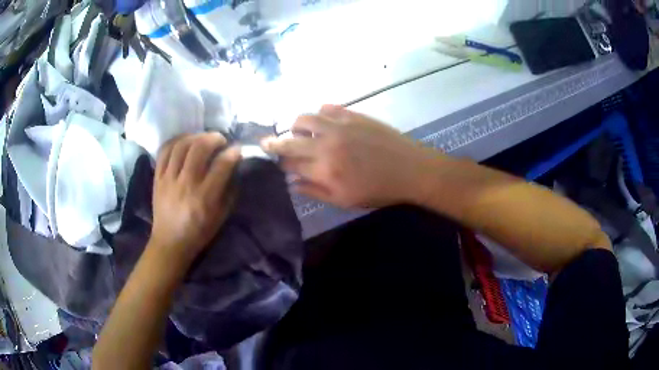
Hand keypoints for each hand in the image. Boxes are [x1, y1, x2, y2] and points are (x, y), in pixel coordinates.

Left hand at [150, 133, 240, 264]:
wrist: (170, 242)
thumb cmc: (198, 232)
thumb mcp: (221, 217)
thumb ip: (229, 191)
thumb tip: (234, 167)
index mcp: (204, 197)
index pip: (221, 165)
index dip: (233, 153)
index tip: (238, 149)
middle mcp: (185, 184)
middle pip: (199, 148)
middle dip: (214, 138)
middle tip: (220, 139)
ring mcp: (168, 179)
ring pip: (181, 145)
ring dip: (195, 136)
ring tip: (203, 138)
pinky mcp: (157, 177)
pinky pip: (164, 151)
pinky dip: (176, 141)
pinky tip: (184, 141)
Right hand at [262, 105, 436, 207]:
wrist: (410, 169)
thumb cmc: (378, 190)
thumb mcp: (345, 200)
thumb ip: (315, 191)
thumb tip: (292, 183)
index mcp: (324, 169)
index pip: (290, 163)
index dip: (281, 163)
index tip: (278, 163)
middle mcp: (326, 143)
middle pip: (290, 139)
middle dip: (274, 142)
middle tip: (266, 143)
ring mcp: (339, 125)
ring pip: (304, 118)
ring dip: (296, 126)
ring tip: (298, 132)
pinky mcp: (352, 114)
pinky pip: (327, 107)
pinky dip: (319, 114)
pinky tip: (322, 121)